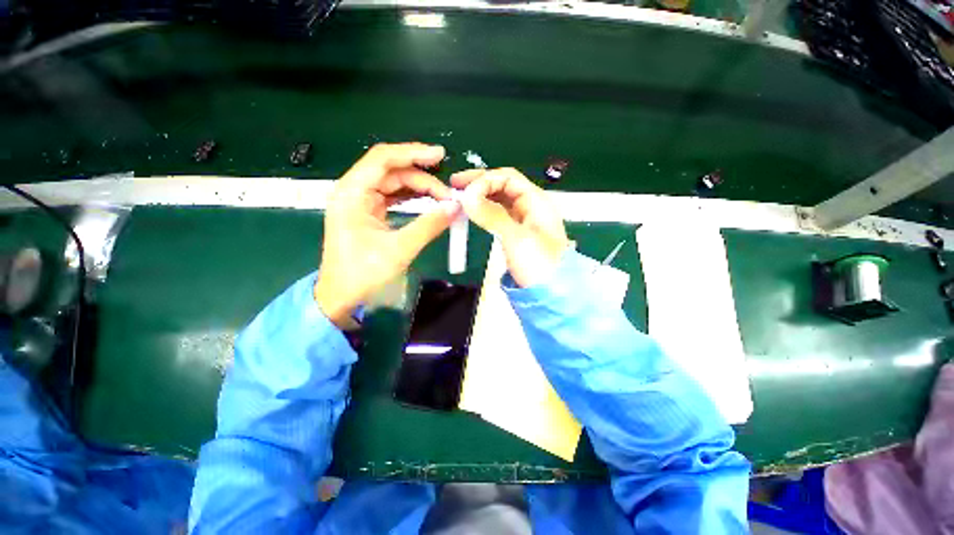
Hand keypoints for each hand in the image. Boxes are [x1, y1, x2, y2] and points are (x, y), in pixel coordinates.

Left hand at [315, 143, 459, 327]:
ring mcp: (361, 202)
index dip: (413, 153)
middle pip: (392, 171)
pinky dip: (411, 197)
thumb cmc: (363, 273)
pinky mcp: (368, 212)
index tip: (440, 156)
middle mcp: (354, 191)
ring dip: (419, 188)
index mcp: (352, 193)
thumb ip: (429, 226)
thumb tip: (455, 208)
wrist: (341, 296)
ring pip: (394, 183)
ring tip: (443, 197)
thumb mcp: (399, 249)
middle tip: (448, 195)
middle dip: (422, 179)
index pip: (383, 159)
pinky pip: (393, 197)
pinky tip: (428, 201)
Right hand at [451, 167, 568, 287]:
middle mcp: (531, 206)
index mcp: (537, 201)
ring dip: (481, 196)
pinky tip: (473, 212)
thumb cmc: (539, 264)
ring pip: (500, 201)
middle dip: (480, 183)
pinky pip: (499, 215)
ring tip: (460, 197)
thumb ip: (492, 215)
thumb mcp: (516, 238)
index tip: (463, 189)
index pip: (508, 178)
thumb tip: (467, 195)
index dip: (485, 179)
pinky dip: (485, 211)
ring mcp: (524, 220)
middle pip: (504, 186)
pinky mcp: (516, 234)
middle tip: (455, 185)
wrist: (551, 294)